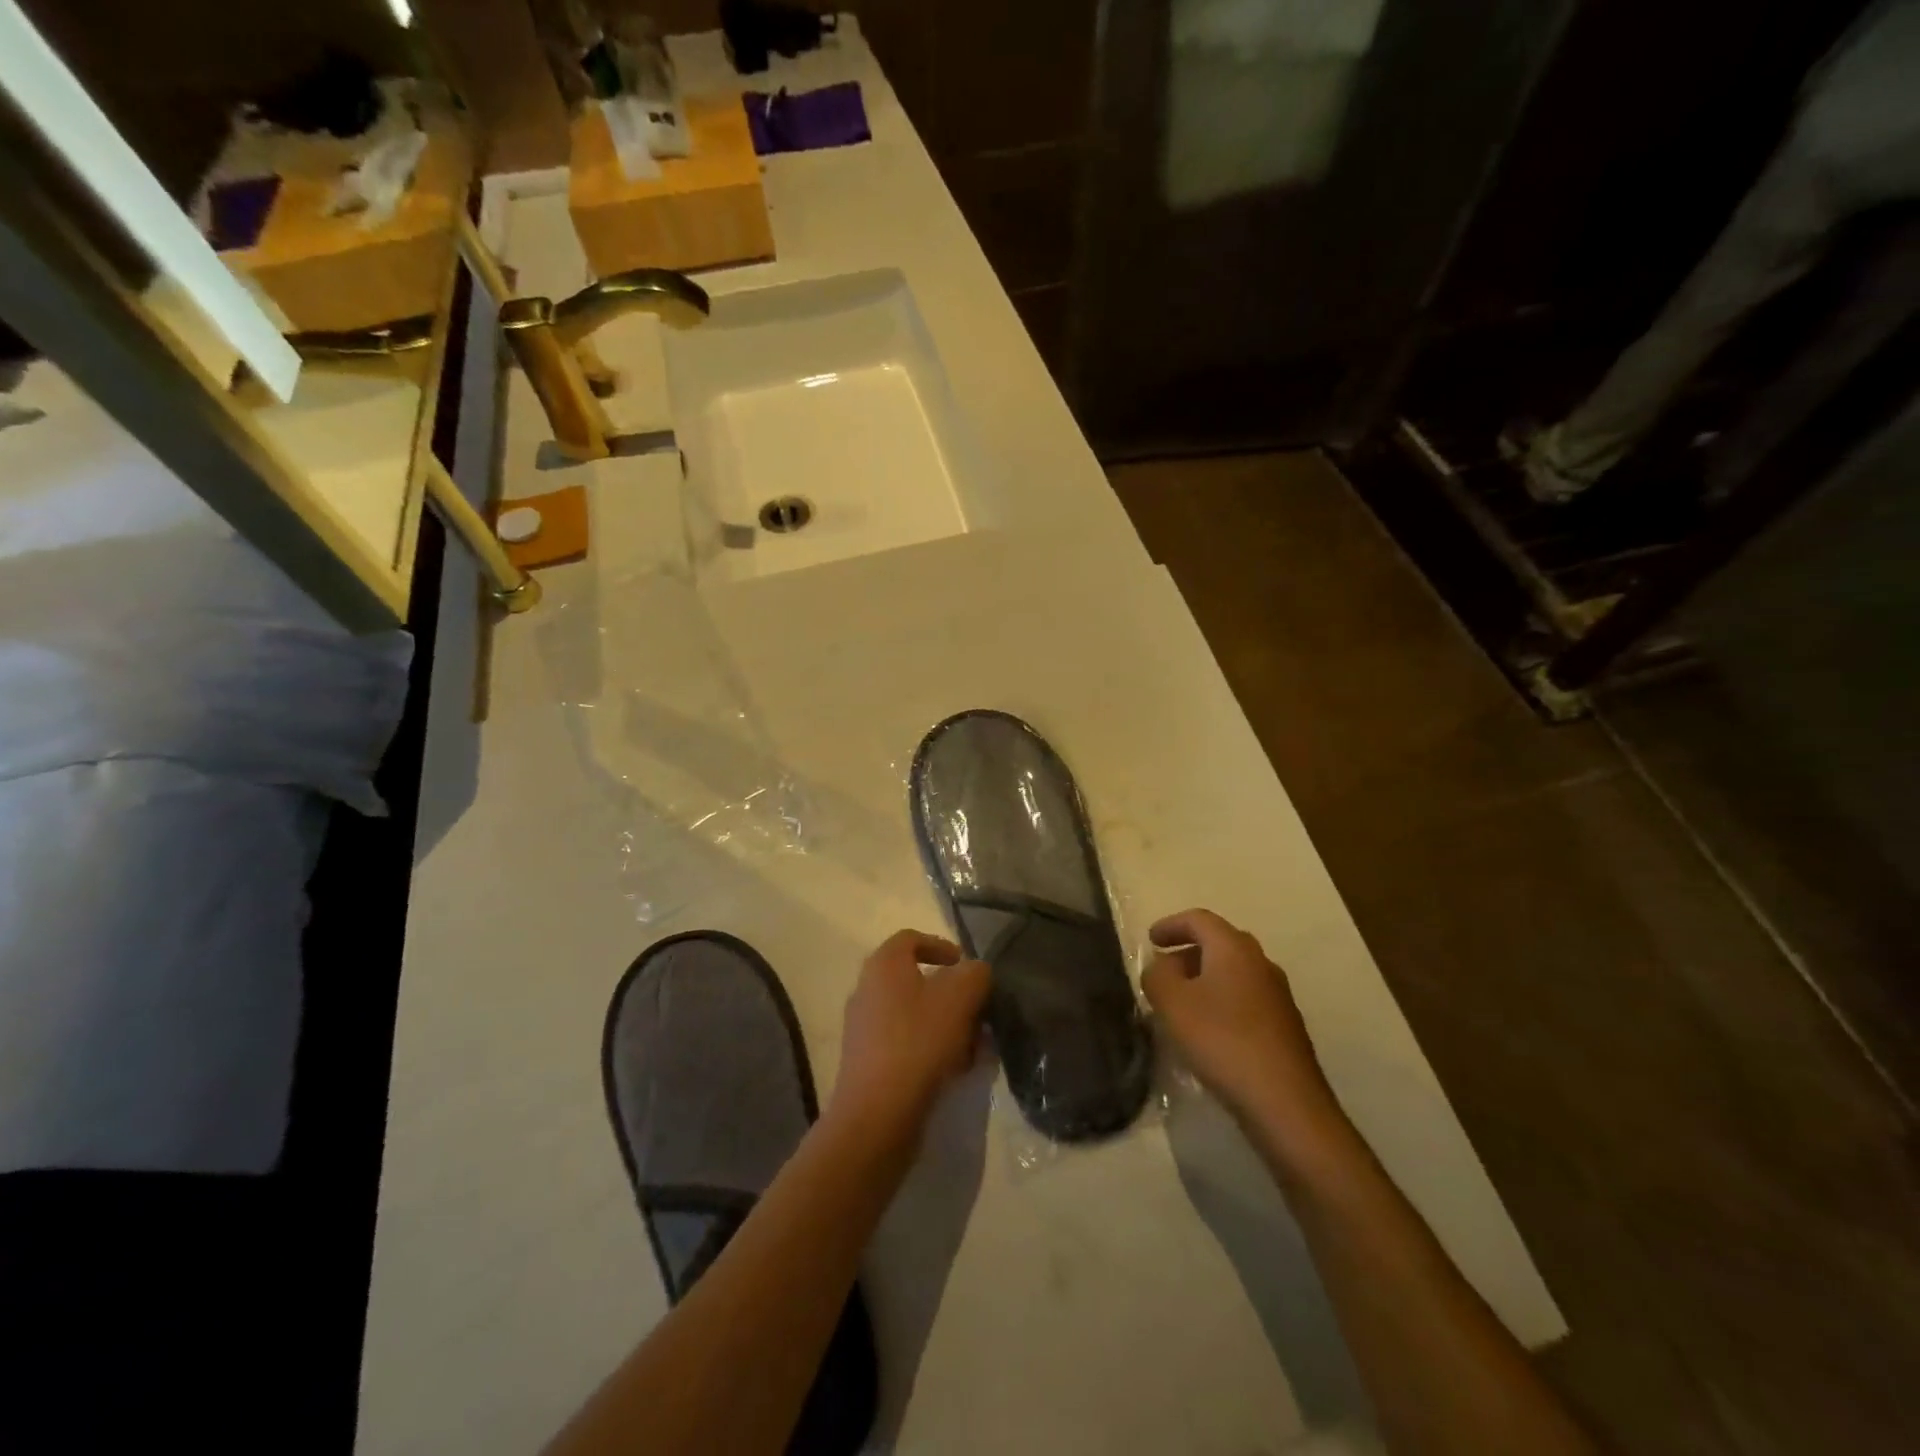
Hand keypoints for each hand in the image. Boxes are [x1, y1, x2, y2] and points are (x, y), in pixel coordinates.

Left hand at [828, 930, 990, 1153]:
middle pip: (916, 980)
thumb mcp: (960, 997)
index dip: (941, 946)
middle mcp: (868, 991)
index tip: (966, 966)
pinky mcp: (869, 1064)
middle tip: (979, 1012)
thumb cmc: (918, 1043)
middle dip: (953, 995)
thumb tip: (975, 972)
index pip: (911, 939)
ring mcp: (865, 1029)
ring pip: (916, 1016)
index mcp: (883, 965)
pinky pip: (907, 1045)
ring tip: (976, 1047)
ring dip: (948, 1025)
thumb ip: (975, 974)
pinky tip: (958, 1071)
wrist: (877, 1116)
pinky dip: (933, 1050)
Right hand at [1143, 909, 1342, 1140]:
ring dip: (1205, 980)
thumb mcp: (1172, 1003)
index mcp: (1234, 948)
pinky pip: (1245, 999)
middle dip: (1188, 952)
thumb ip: (1157, 974)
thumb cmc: (1222, 1041)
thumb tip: (1162, 965)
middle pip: (1220, 943)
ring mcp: (1278, 995)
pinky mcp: (1285, 1026)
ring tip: (1181, 1005)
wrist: (1285, 1103)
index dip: (1171, 925)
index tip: (1150, 940)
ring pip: (1234, 973)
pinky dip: (1222, 1002)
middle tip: (1164, 972)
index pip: (1199, 919)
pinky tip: (1208, 1032)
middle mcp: (1261, 962)